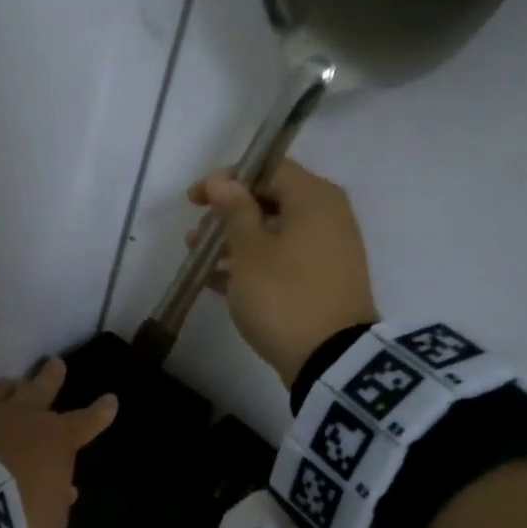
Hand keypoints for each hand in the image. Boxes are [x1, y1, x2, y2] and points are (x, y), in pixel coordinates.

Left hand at [0, 358, 116, 527]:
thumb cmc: (21, 514)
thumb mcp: (51, 520)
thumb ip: (58, 501)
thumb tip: (65, 489)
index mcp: (57, 440)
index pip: (86, 423)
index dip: (100, 413)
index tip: (110, 399)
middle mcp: (24, 417)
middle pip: (41, 390)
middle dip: (51, 377)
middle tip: (55, 364)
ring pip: (0, 390)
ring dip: (7, 386)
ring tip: (8, 383)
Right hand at [188, 160, 379, 386]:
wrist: (331, 359)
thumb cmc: (283, 295)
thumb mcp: (250, 250)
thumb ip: (234, 210)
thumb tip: (223, 180)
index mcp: (314, 198)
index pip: (269, 168)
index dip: (228, 179)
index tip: (195, 200)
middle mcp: (328, 216)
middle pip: (270, 200)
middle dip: (228, 215)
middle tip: (195, 235)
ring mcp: (328, 250)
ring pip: (274, 233)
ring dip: (235, 242)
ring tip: (199, 261)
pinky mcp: (323, 281)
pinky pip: (283, 259)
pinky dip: (252, 264)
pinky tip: (218, 281)